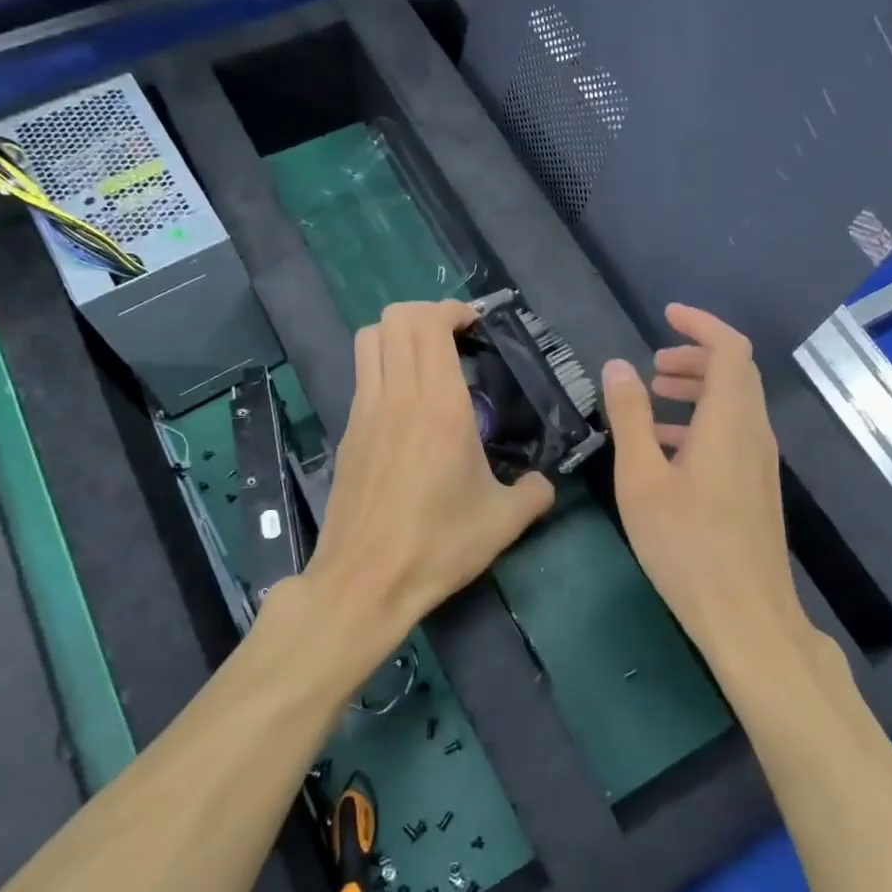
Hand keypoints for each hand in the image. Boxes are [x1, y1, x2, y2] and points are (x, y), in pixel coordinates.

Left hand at [288, 301, 554, 675]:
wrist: (365, 581)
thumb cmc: (438, 545)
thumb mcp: (504, 521)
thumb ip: (534, 492)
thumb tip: (543, 482)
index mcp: (438, 405)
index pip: (429, 324)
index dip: (452, 310)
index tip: (476, 325)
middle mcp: (396, 396)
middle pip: (395, 318)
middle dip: (427, 313)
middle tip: (457, 337)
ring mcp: (365, 412)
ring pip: (369, 339)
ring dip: (399, 334)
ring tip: (429, 359)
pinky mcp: (348, 433)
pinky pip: (364, 375)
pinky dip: (385, 365)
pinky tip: (409, 403)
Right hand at [602, 305, 811, 668]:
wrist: (746, 616)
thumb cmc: (687, 544)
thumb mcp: (642, 477)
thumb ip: (630, 417)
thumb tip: (616, 366)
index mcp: (729, 421)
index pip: (730, 349)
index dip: (701, 325)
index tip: (667, 315)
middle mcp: (753, 433)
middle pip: (735, 374)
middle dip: (695, 357)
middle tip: (653, 365)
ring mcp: (759, 463)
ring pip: (733, 405)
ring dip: (697, 390)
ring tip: (654, 398)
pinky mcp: (755, 488)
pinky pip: (732, 435)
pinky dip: (701, 423)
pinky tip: (666, 450)